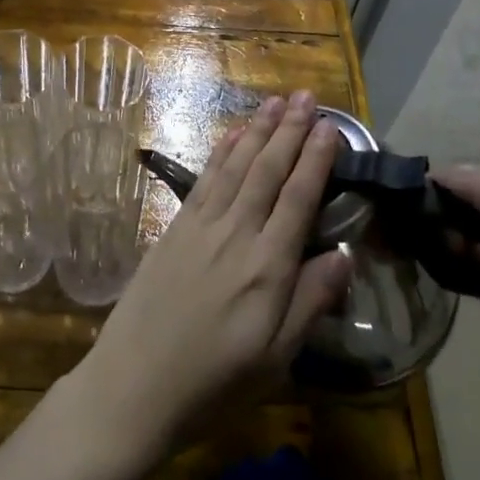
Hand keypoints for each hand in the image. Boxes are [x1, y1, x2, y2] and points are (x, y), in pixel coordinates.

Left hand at [66, 93, 353, 473]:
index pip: (299, 198)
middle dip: (289, 130)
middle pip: (268, 170)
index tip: (330, 126)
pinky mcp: (175, 228)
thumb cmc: (214, 383)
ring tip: (274, 101)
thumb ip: (310, 302)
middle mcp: (235, 234)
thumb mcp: (276, 360)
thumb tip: (346, 254)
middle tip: (306, 96)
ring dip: (257, 130)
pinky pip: (204, 179)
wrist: (134, 383)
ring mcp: (201, 226)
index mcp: (267, 267)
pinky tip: (232, 134)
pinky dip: (220, 152)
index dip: (316, 159)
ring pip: (236, 166)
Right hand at [434, 165, 479, 439]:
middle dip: (448, 216)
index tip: (413, 205)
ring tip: (432, 259)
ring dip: (453, 244)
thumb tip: (444, 170)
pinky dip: (466, 268)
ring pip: (478, 236)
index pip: (478, 175)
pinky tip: (451, 280)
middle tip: (424, 237)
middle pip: (477, 204)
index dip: (445, 185)